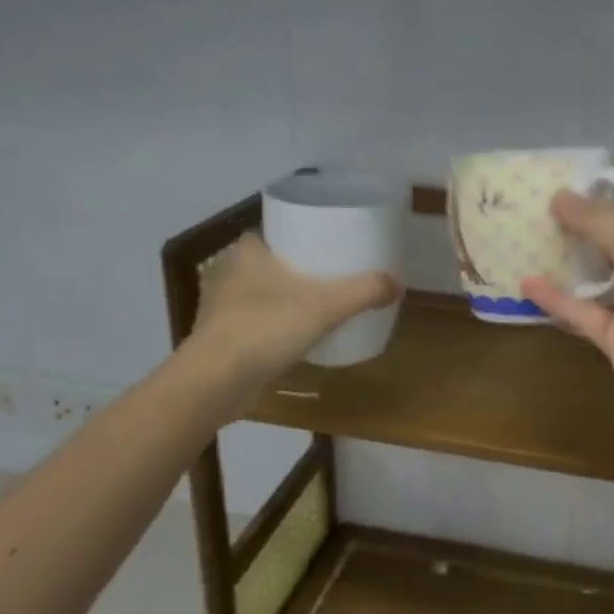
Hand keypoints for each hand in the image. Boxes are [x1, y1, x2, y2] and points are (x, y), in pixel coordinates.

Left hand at [192, 234, 399, 385]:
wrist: (214, 383)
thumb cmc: (265, 328)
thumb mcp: (325, 306)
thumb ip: (364, 291)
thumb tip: (398, 284)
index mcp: (248, 252)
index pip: (270, 229)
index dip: (294, 230)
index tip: (321, 238)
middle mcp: (230, 273)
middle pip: (269, 260)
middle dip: (295, 265)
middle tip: (330, 270)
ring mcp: (222, 308)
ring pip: (260, 292)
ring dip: (284, 296)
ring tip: (320, 301)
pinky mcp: (222, 339)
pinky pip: (255, 321)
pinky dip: (274, 324)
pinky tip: (298, 335)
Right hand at [521, 191, 613, 447]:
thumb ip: (598, 220)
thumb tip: (559, 195)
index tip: (577, 199)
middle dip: (588, 239)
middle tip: (545, 217)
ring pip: (602, 288)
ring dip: (570, 269)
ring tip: (530, 244)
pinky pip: (586, 316)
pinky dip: (558, 301)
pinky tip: (526, 284)